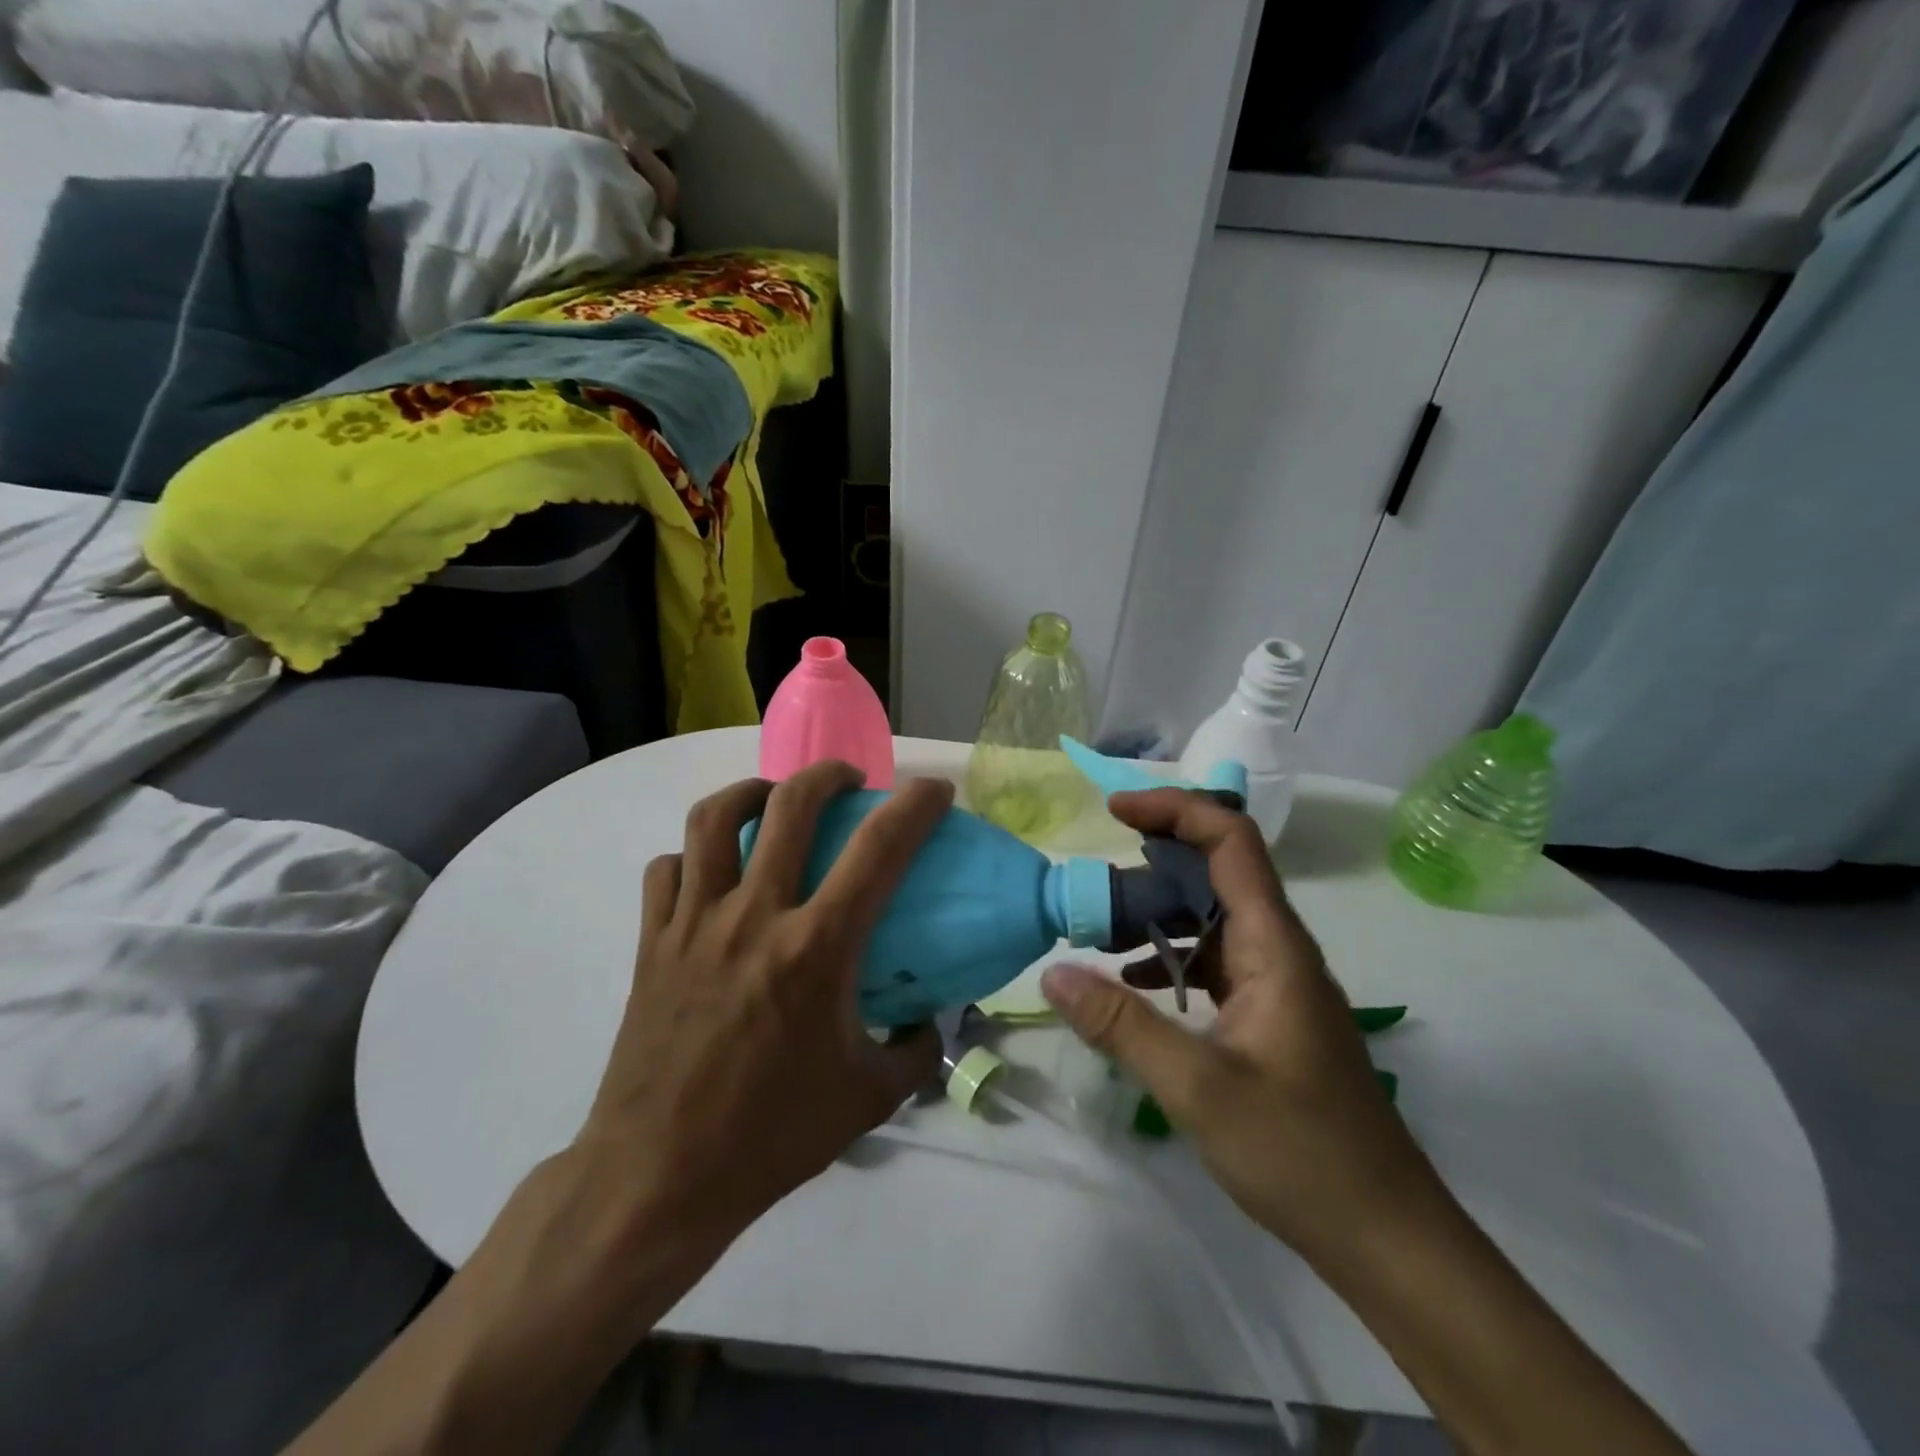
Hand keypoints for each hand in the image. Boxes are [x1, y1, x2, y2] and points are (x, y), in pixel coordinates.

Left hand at [572, 761, 950, 1249]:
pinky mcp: (651, 942)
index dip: (914, 806)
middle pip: (789, 805)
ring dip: (752, 792)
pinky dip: (695, 855)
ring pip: (714, 818)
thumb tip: (930, 1018)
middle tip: (848, 781)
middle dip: (828, 775)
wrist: (657, 1177)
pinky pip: (668, 869)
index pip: (878, 850)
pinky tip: (712, 871)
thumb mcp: (868, 1098)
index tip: (934, 790)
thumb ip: (915, 1050)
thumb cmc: (770, 1137)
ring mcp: (693, 923)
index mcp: (814, 949)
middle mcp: (753, 916)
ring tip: (774, 800)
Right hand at [1041, 788, 1448, 1270]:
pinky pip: (1214, 960)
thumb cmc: (1301, 1153)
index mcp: (1275, 946)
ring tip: (1098, 926)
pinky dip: (1171, 955)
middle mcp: (1280, 950)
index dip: (1175, 810)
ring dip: (1158, 911)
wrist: (1386, 1236)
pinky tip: (1133, 982)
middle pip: (1219, 870)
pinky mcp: (1270, 1015)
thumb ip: (1122, 1026)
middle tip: (1093, 876)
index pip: (1231, 842)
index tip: (1115, 810)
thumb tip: (1053, 973)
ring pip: (1213, 917)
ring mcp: (1277, 983)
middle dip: (1154, 859)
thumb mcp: (1198, 1088)